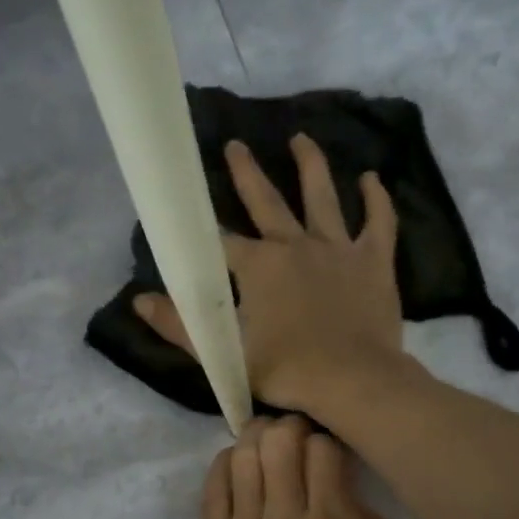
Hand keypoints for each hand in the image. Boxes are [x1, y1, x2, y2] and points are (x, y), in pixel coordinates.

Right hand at [135, 135, 404, 415]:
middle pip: (266, 201)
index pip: (220, 241)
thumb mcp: (226, 353)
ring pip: (322, 198)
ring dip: (310, 165)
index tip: (188, 213)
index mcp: (257, 266)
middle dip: (246, 173)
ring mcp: (337, 249)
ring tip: (301, 138)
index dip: (201, 229)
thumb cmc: (287, 369)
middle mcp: (294, 245)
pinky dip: (376, 200)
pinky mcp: (373, 261)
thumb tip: (140, 302)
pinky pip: (378, 222)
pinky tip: (371, 179)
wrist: (354, 381)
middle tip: (235, 145)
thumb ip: (180, 326)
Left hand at [185, 416, 402, 518]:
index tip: (332, 451)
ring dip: (257, 438)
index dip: (329, 440)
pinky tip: (236, 465)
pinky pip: (213, 485)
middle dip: (292, 426)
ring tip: (266, 444)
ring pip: (244, 454)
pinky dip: (225, 463)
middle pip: (282, 440)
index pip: (326, 452)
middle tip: (297, 437)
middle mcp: (286, 518)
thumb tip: (364, 504)